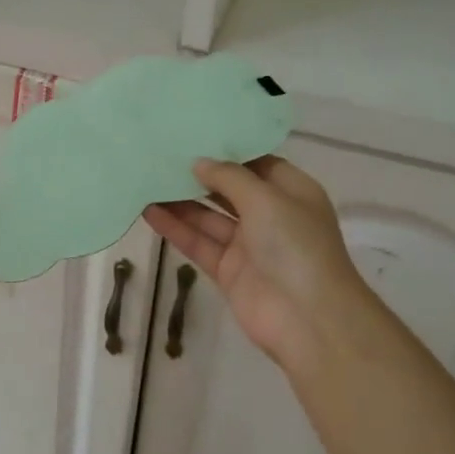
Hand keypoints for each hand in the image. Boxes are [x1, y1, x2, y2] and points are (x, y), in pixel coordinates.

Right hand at [144, 157, 385, 382]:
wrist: (308, 319)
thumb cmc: (296, 246)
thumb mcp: (266, 198)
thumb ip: (229, 177)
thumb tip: (199, 163)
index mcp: (292, 192)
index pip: (256, 164)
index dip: (227, 150)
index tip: (193, 134)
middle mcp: (271, 216)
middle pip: (229, 190)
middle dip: (198, 175)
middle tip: (161, 154)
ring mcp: (248, 246)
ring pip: (208, 217)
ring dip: (180, 201)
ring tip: (145, 179)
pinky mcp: (228, 271)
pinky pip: (198, 244)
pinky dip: (176, 229)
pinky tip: (149, 211)